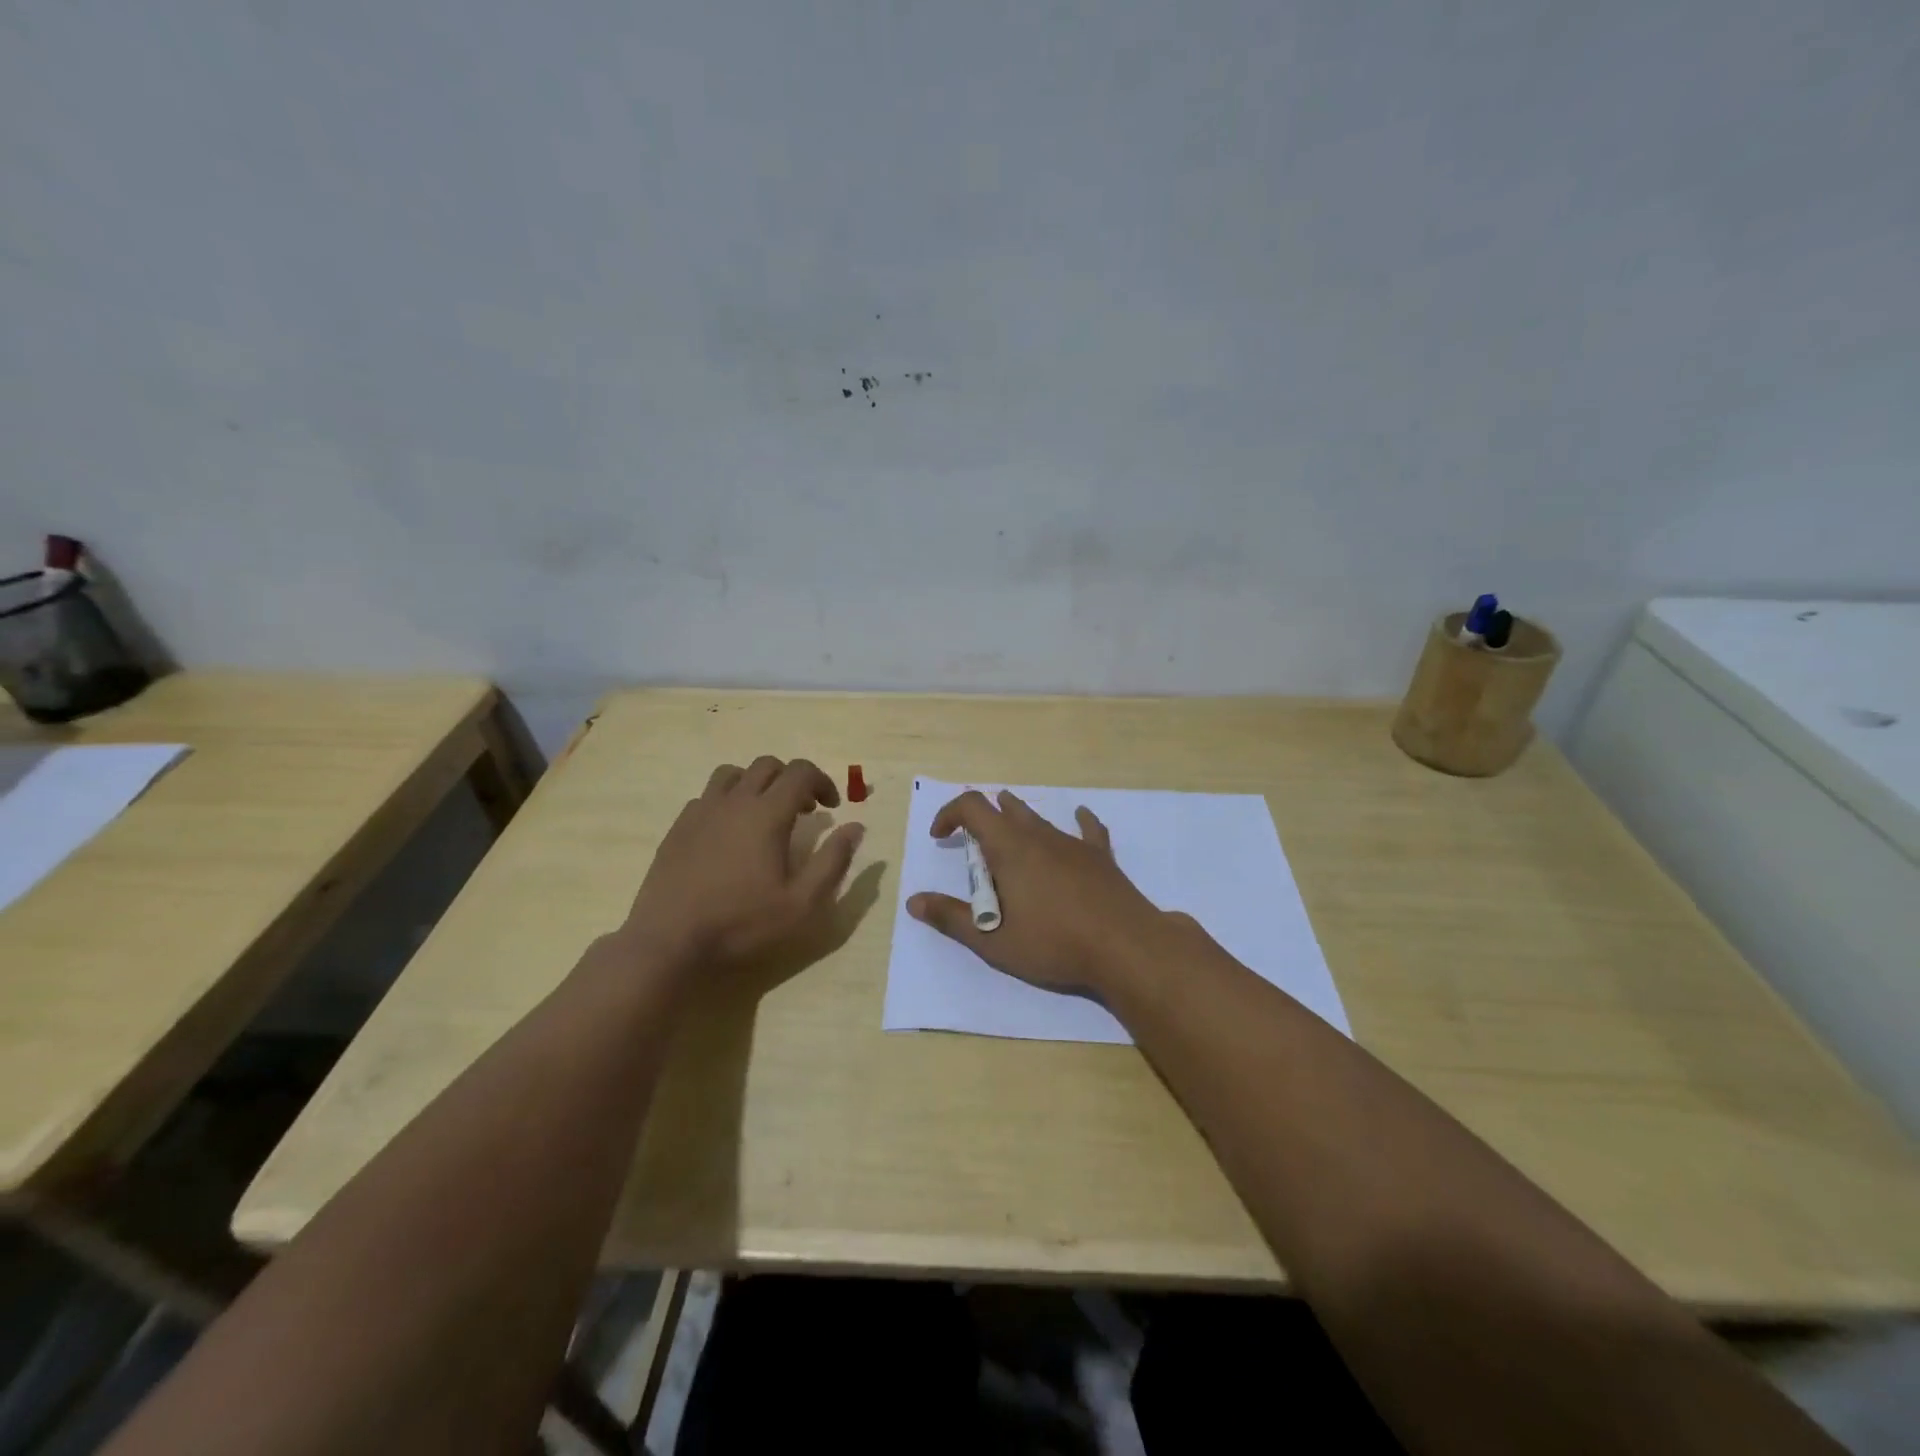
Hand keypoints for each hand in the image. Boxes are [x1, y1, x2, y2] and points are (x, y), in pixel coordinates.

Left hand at [621, 756, 863, 973]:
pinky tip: (729, 832)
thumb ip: (833, 861)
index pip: (801, 772)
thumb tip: (856, 826)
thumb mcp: (802, 903)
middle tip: (804, 810)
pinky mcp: (678, 827)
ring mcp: (701, 811)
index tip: (833, 807)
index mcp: (767, 813)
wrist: (669, 942)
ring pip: (733, 774)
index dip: (823, 781)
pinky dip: (728, 801)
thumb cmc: (742, 923)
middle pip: (767, 765)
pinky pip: (707, 796)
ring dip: (757, 783)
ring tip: (765, 813)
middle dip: (793, 779)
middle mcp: (734, 801)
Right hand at [907, 789, 1168, 993]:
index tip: (941, 837)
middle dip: (983, 820)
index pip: (973, 807)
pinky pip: (1087, 829)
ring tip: (1010, 837)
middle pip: (1005, 809)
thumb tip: (914, 901)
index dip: (950, 814)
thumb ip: (952, 918)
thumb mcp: (994, 941)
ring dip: (1018, 822)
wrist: (1125, 946)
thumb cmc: (1054, 944)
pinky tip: (1080, 816)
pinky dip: (1077, 821)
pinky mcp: (1101, 857)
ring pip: (1039, 819)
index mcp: (1010, 849)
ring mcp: (1073, 843)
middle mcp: (1039, 836)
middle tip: (974, 848)